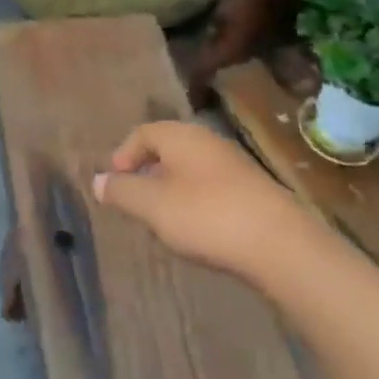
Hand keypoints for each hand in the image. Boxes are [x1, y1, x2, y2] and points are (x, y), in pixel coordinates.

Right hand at [92, 122, 307, 282]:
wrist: (281, 245)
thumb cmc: (207, 216)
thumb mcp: (153, 206)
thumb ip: (122, 191)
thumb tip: (97, 180)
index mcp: (181, 136)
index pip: (143, 133)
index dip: (123, 155)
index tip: (114, 183)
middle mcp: (207, 141)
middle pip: (167, 148)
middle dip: (147, 172)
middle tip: (135, 201)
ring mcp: (233, 164)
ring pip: (190, 169)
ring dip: (171, 188)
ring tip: (162, 219)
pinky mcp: (252, 190)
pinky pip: (211, 186)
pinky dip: (195, 201)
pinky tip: (197, 229)